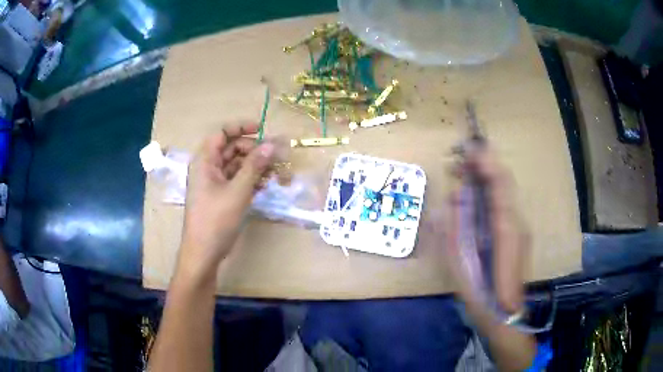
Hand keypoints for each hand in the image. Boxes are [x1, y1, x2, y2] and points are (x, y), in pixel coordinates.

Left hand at [178, 123, 275, 279]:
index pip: (222, 133)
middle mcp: (208, 168)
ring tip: (275, 173)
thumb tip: (271, 144)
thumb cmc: (216, 220)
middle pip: (232, 148)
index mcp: (205, 161)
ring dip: (255, 166)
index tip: (262, 130)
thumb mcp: (238, 191)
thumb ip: (255, 166)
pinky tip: (265, 185)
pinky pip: (237, 180)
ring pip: (236, 165)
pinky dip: (250, 180)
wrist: (203, 253)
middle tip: (275, 156)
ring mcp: (214, 183)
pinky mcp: (220, 196)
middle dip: (254, 150)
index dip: (241, 127)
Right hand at [444, 146, 529, 313]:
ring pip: (504, 191)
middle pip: (504, 181)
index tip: (467, 145)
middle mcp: (517, 221)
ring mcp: (520, 226)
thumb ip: (453, 230)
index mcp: (505, 228)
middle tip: (457, 158)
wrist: (504, 314)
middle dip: (483, 163)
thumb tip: (450, 200)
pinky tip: (473, 196)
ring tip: (461, 172)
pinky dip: (488, 191)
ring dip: (484, 176)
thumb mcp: (459, 264)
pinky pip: (503, 204)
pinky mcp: (518, 232)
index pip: (500, 182)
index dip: (485, 160)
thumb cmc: (481, 293)